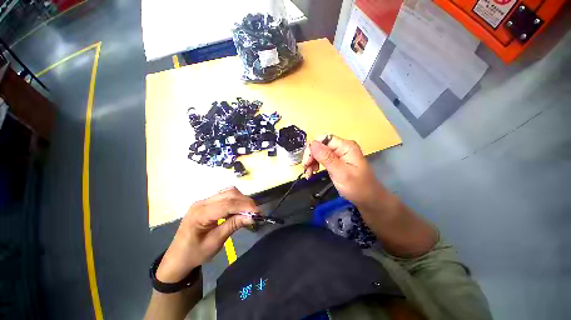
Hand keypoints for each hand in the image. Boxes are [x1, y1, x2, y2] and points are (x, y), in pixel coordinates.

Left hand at [156, 187, 256, 282]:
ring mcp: (204, 200)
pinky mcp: (208, 202)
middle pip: (229, 194)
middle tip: (256, 212)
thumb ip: (233, 225)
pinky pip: (225, 195)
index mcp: (200, 214)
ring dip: (242, 199)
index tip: (258, 212)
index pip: (227, 204)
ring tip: (250, 210)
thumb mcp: (215, 242)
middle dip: (246, 201)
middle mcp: (202, 202)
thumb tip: (252, 216)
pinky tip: (240, 207)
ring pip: (228, 192)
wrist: (178, 257)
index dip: (245, 206)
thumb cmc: (195, 253)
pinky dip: (236, 199)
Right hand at [302, 135, 384, 206]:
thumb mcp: (340, 173)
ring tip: (308, 173)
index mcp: (346, 146)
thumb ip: (326, 157)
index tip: (307, 162)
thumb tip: (312, 142)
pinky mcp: (336, 161)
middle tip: (306, 169)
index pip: (324, 139)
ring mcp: (339, 154)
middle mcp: (342, 147)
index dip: (313, 148)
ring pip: (319, 153)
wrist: (369, 200)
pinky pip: (322, 159)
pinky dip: (315, 165)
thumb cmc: (357, 187)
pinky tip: (312, 172)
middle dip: (311, 156)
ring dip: (311, 162)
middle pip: (320, 146)